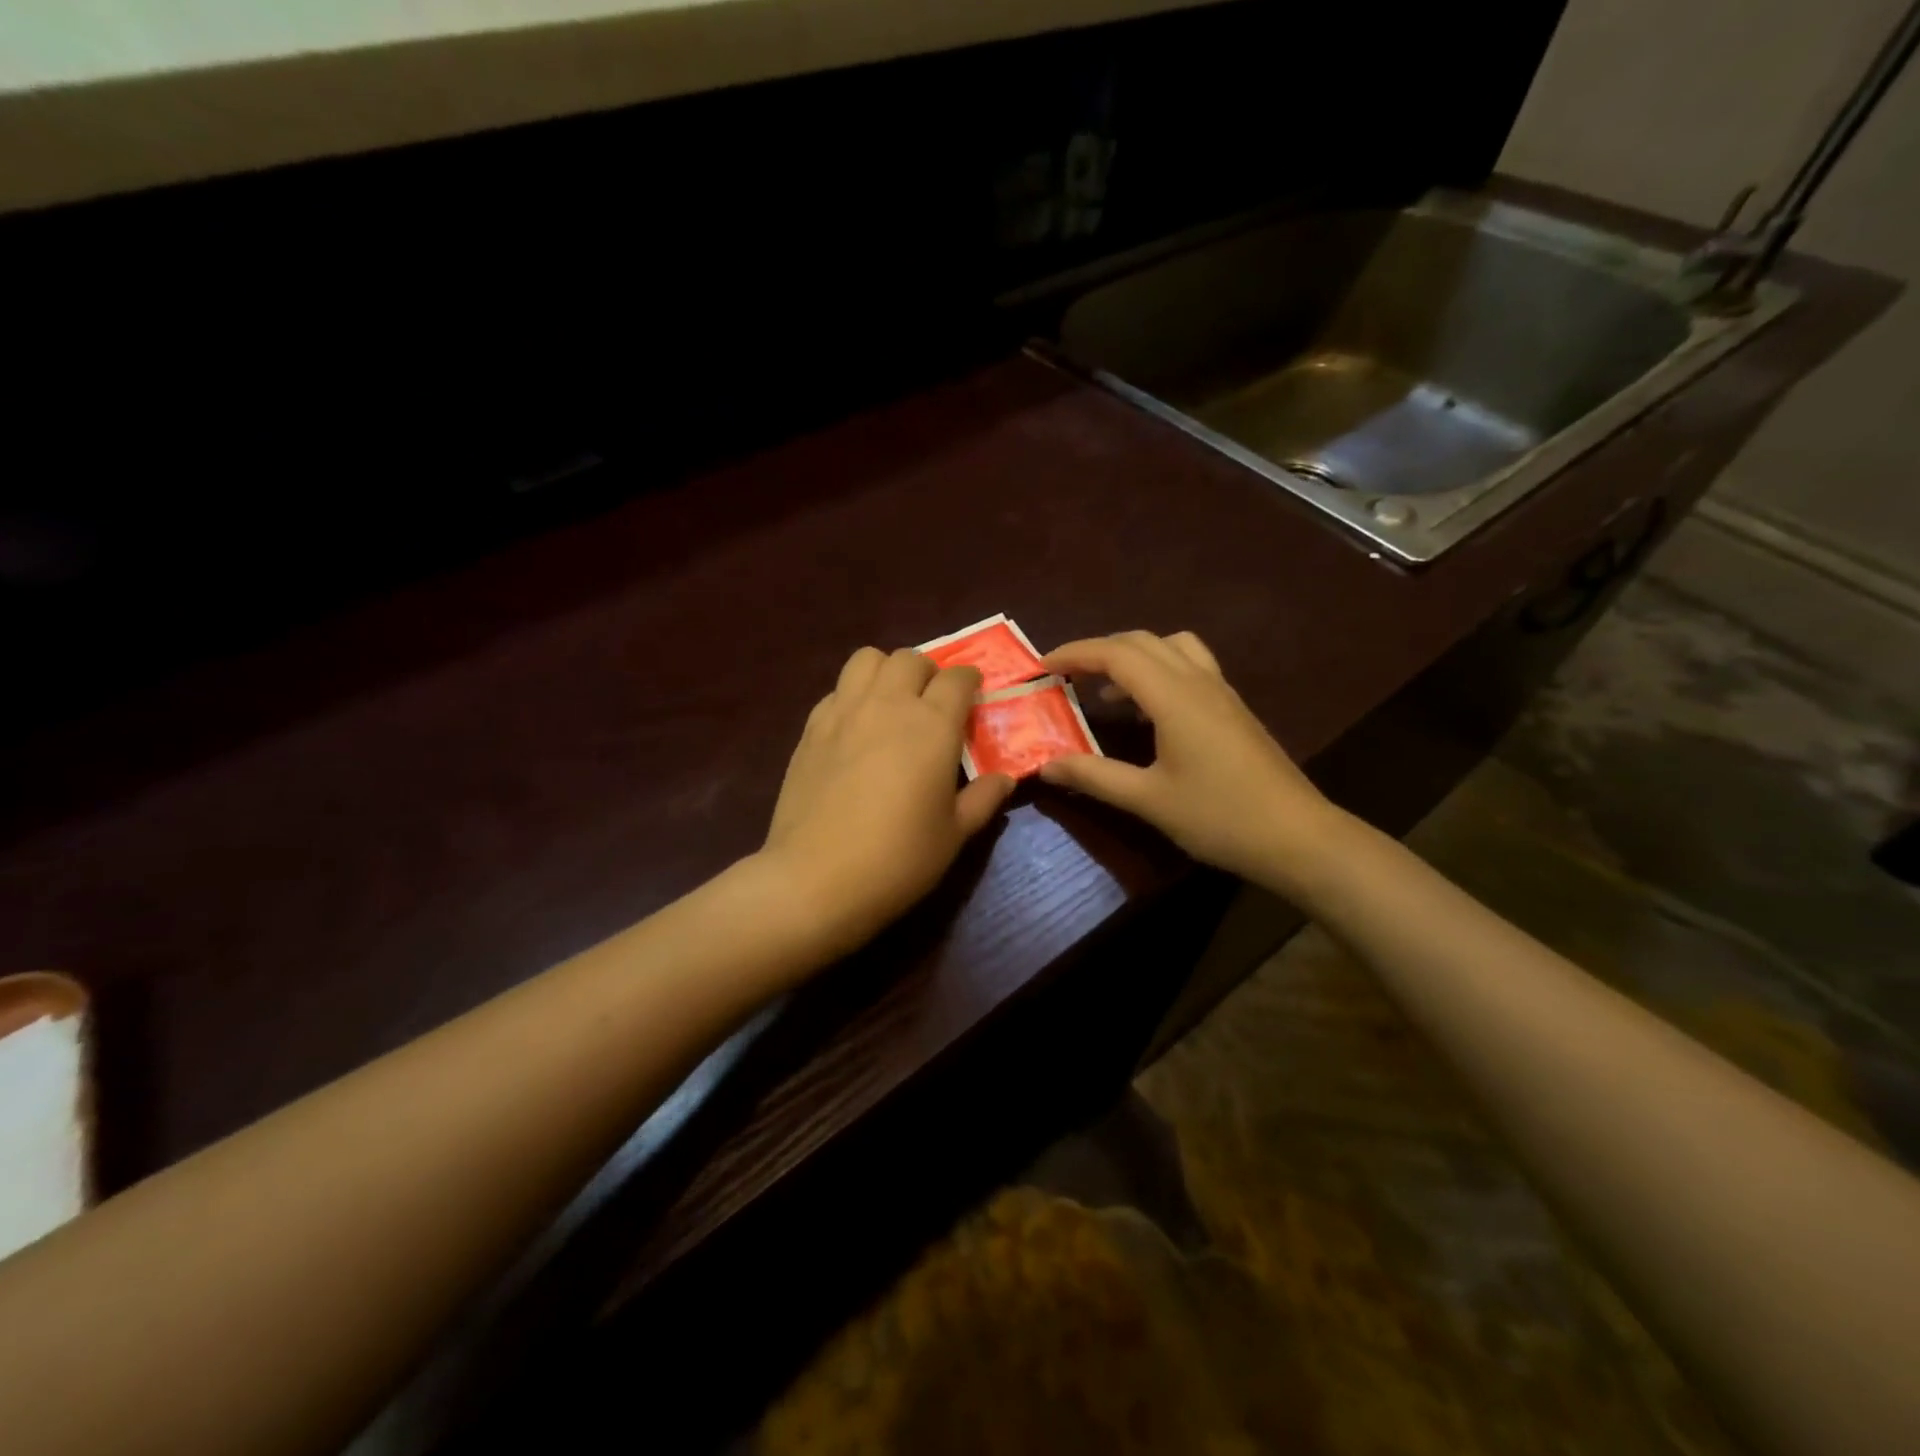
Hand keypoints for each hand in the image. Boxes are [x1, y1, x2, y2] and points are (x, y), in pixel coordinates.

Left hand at [759, 648, 1015, 955]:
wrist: (816, 879)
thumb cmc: (898, 859)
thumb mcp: (954, 834)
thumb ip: (982, 799)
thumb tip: (1005, 779)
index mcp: (931, 725)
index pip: (957, 678)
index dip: (970, 681)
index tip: (973, 697)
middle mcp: (888, 704)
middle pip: (910, 659)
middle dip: (929, 673)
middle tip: (933, 704)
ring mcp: (843, 712)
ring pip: (867, 659)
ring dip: (886, 671)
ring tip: (891, 703)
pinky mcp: (810, 729)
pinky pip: (836, 690)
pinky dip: (852, 695)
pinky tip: (855, 729)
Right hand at [1038, 631, 1347, 890]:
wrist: (1298, 836)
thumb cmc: (1219, 817)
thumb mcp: (1148, 800)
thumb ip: (1094, 776)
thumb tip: (1046, 765)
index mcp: (1174, 696)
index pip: (1116, 654)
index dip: (1076, 653)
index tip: (1043, 666)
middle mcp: (1198, 681)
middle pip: (1142, 641)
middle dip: (1099, 650)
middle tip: (1066, 675)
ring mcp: (1221, 692)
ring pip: (1171, 647)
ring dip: (1132, 656)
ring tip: (1105, 690)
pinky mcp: (1233, 709)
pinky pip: (1190, 667)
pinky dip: (1158, 671)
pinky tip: (1148, 712)